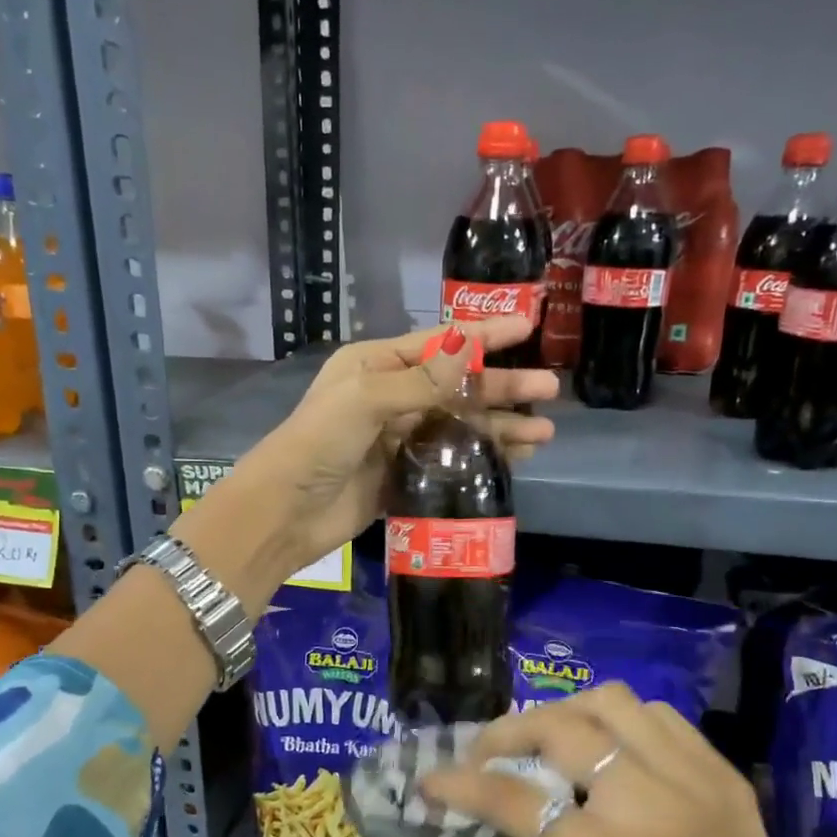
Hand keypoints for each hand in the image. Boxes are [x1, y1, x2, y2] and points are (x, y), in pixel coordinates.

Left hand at [177, 319, 556, 613]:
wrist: (286, 512)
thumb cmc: (318, 442)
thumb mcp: (366, 399)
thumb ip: (420, 380)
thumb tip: (469, 350)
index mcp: (376, 365)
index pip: (440, 343)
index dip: (484, 334)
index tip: (528, 325)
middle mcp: (390, 396)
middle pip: (457, 385)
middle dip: (502, 385)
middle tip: (550, 389)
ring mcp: (398, 438)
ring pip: (459, 424)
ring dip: (499, 425)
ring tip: (545, 431)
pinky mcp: (403, 475)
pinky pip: (451, 459)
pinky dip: (482, 456)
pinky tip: (516, 457)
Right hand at [421, 685, 836, 836]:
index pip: (518, 803)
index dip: (463, 785)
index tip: (429, 779)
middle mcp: (654, 806)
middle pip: (560, 729)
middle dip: (505, 733)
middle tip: (483, 754)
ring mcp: (696, 780)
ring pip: (609, 703)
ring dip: (562, 715)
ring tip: (543, 743)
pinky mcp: (723, 774)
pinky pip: (656, 715)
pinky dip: (615, 720)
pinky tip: (604, 749)